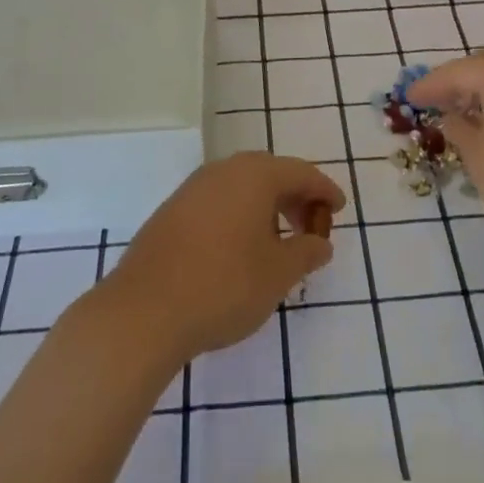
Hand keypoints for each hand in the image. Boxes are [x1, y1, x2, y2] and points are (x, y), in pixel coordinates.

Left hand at [100, 153, 345, 363]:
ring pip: (240, 186)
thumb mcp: (278, 274)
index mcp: (254, 175)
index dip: (324, 190)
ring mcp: (192, 189)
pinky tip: (240, 248)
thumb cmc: (224, 286)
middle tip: (311, 226)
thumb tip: (321, 243)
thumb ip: (306, 253)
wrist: (144, 311)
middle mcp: (222, 171)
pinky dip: (239, 215)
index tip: (339, 209)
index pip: (300, 172)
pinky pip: (217, 201)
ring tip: (278, 241)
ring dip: (265, 206)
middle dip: (294, 196)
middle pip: (269, 173)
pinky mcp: (171, 212)